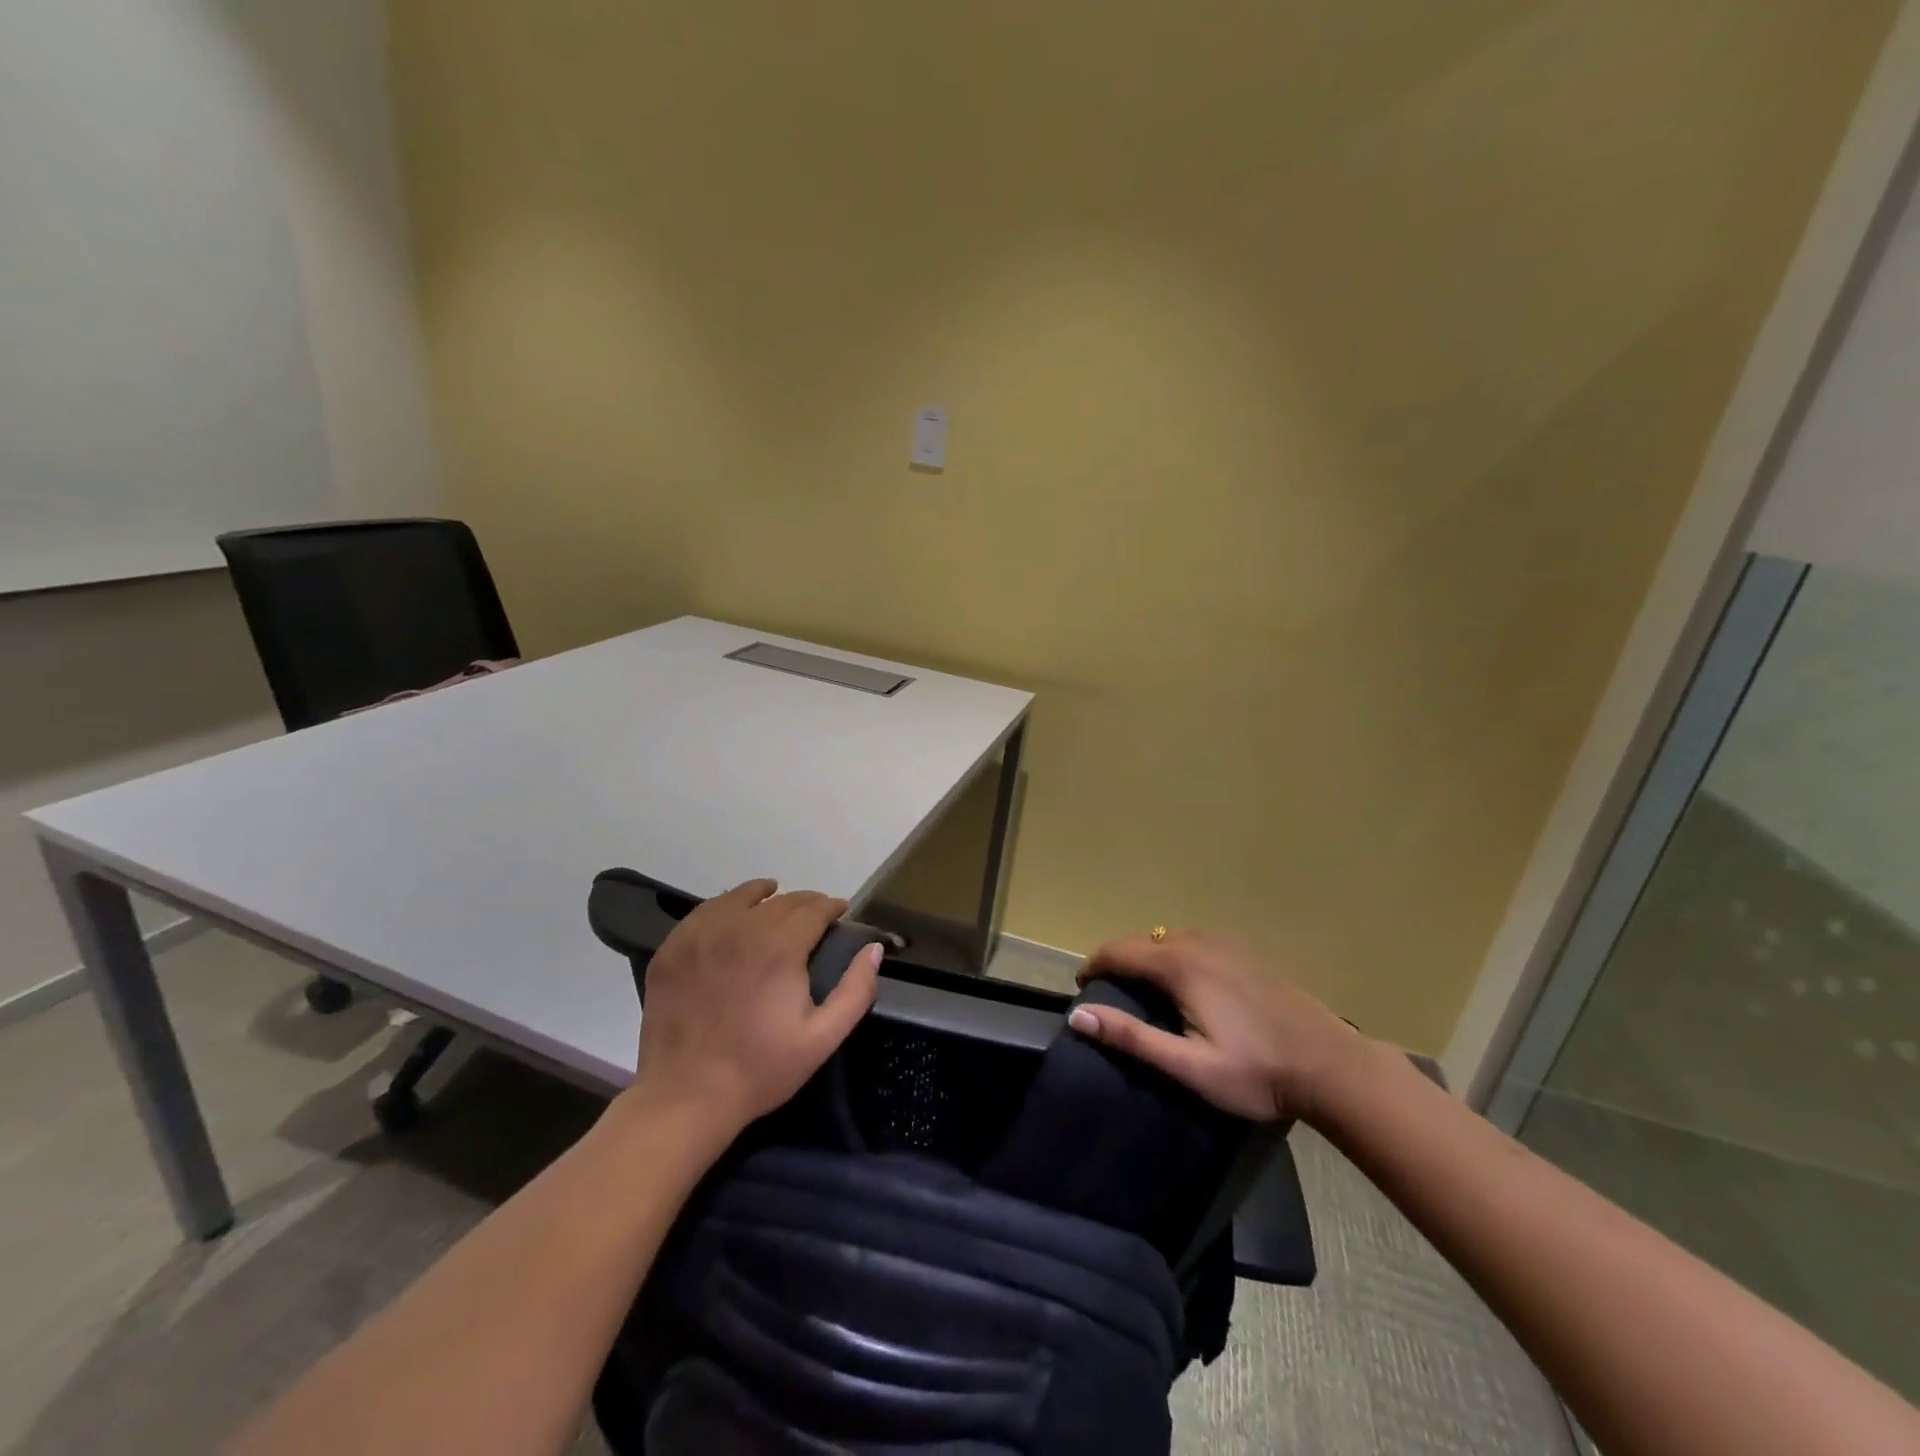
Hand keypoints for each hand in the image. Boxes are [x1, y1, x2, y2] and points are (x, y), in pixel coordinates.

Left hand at [627, 879, 880, 1140]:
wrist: (685, 1098)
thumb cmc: (760, 1069)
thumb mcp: (822, 1038)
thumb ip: (856, 990)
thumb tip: (873, 948)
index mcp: (780, 947)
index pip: (814, 908)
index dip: (832, 907)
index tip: (840, 912)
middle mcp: (740, 928)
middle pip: (781, 900)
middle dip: (805, 903)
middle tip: (815, 915)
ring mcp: (700, 935)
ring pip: (741, 897)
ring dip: (764, 896)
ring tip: (774, 900)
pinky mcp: (673, 948)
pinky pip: (705, 911)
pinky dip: (726, 906)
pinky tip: (733, 916)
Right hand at [1067, 928, 1365, 1122]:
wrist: (1330, 1066)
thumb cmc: (1256, 1072)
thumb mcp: (1189, 1065)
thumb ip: (1132, 1038)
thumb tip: (1079, 1017)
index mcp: (1180, 965)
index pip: (1118, 951)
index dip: (1093, 965)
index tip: (1081, 988)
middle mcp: (1199, 942)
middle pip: (1142, 941)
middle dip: (1119, 961)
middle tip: (1110, 994)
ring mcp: (1226, 942)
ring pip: (1169, 939)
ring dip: (1148, 957)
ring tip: (1142, 990)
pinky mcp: (1246, 951)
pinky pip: (1195, 941)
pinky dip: (1175, 954)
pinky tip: (1186, 982)